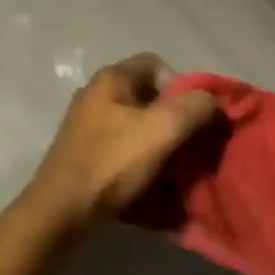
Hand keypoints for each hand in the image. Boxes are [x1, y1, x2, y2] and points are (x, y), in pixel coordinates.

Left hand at [27, 54, 218, 228]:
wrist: (62, 210)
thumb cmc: (112, 163)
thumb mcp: (161, 130)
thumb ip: (193, 108)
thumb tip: (212, 101)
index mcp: (111, 78)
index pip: (156, 64)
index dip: (182, 85)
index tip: (194, 115)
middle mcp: (96, 94)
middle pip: (147, 95)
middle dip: (173, 118)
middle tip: (189, 143)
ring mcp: (86, 123)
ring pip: (136, 123)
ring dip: (158, 142)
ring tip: (174, 166)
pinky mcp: (84, 151)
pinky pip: (122, 146)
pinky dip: (140, 158)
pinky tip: (150, 179)